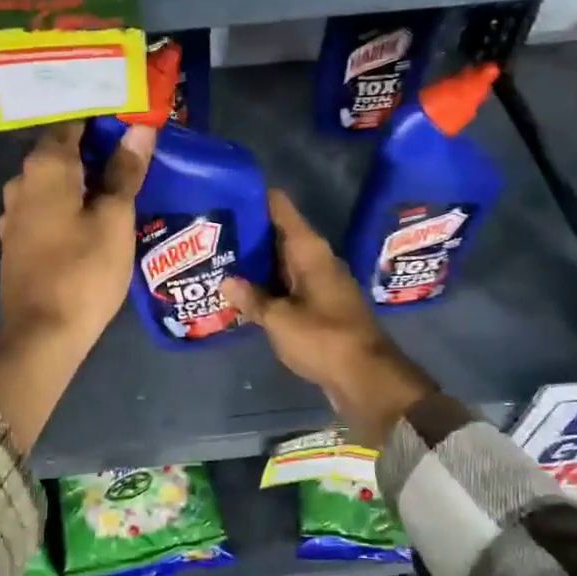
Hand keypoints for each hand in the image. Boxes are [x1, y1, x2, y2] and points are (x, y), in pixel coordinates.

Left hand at [0, 121, 155, 360]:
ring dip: (82, 176)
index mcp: (45, 168)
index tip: (132, 118)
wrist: (42, 335)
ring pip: (52, 181)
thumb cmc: (84, 272)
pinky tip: (91, 213)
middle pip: (61, 150)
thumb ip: (125, 172)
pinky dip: (68, 201)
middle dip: (95, 147)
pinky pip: (46, 206)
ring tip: (118, 181)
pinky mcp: (16, 240)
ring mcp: (14, 213)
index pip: (73, 122)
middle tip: (134, 149)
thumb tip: (139, 129)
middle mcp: (21, 182)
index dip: (103, 117)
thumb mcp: (115, 220)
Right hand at [221, 190, 435, 448]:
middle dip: (246, 234)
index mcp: (309, 250)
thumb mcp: (279, 319)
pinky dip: (266, 287)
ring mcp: (319, 283)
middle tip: (209, 234)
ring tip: (216, 261)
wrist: (367, 379)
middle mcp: (315, 259)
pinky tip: (240, 295)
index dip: (253, 198)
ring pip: (280, 263)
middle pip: (277, 234)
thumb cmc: (324, 339)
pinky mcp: (319, 307)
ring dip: (254, 264)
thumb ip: (251, 299)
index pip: (279, 207)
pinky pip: (287, 287)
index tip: (224, 196)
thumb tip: (226, 281)